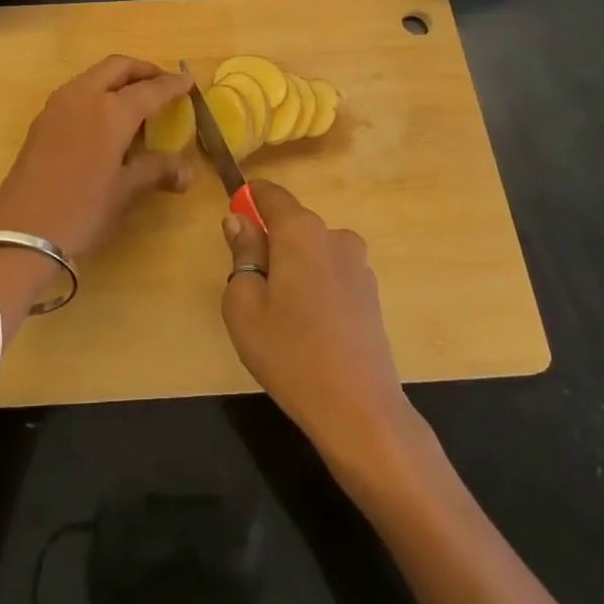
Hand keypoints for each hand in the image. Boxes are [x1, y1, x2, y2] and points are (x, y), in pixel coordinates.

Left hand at [0, 56, 194, 306]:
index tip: (189, 82)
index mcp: (111, 111)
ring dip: (119, 79)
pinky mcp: (42, 121)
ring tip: (138, 100)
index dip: (172, 85)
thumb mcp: (125, 191)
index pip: (150, 89)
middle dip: (144, 70)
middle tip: (163, 84)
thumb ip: (156, 171)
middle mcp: (84, 97)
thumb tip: (186, 171)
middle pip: (118, 67)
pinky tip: (107, 119)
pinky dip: (99, 92)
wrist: (20, 232)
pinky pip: (78, 92)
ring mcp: (58, 106)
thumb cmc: (81, 210)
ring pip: (94, 76)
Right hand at [221, 180, 409, 457]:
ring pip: (311, 250)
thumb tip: (239, 221)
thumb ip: (242, 253)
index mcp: (300, 230)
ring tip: (280, 316)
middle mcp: (334, 235)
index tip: (232, 220)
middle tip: (250, 287)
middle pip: (292, 224)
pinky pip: (330, 273)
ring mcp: (358, 264)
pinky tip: (308, 328)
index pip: (270, 194)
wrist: (358, 409)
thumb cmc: (289, 353)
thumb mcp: (244, 304)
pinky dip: (314, 286)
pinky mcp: (371, 292)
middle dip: (269, 243)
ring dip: (293, 267)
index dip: (248, 199)